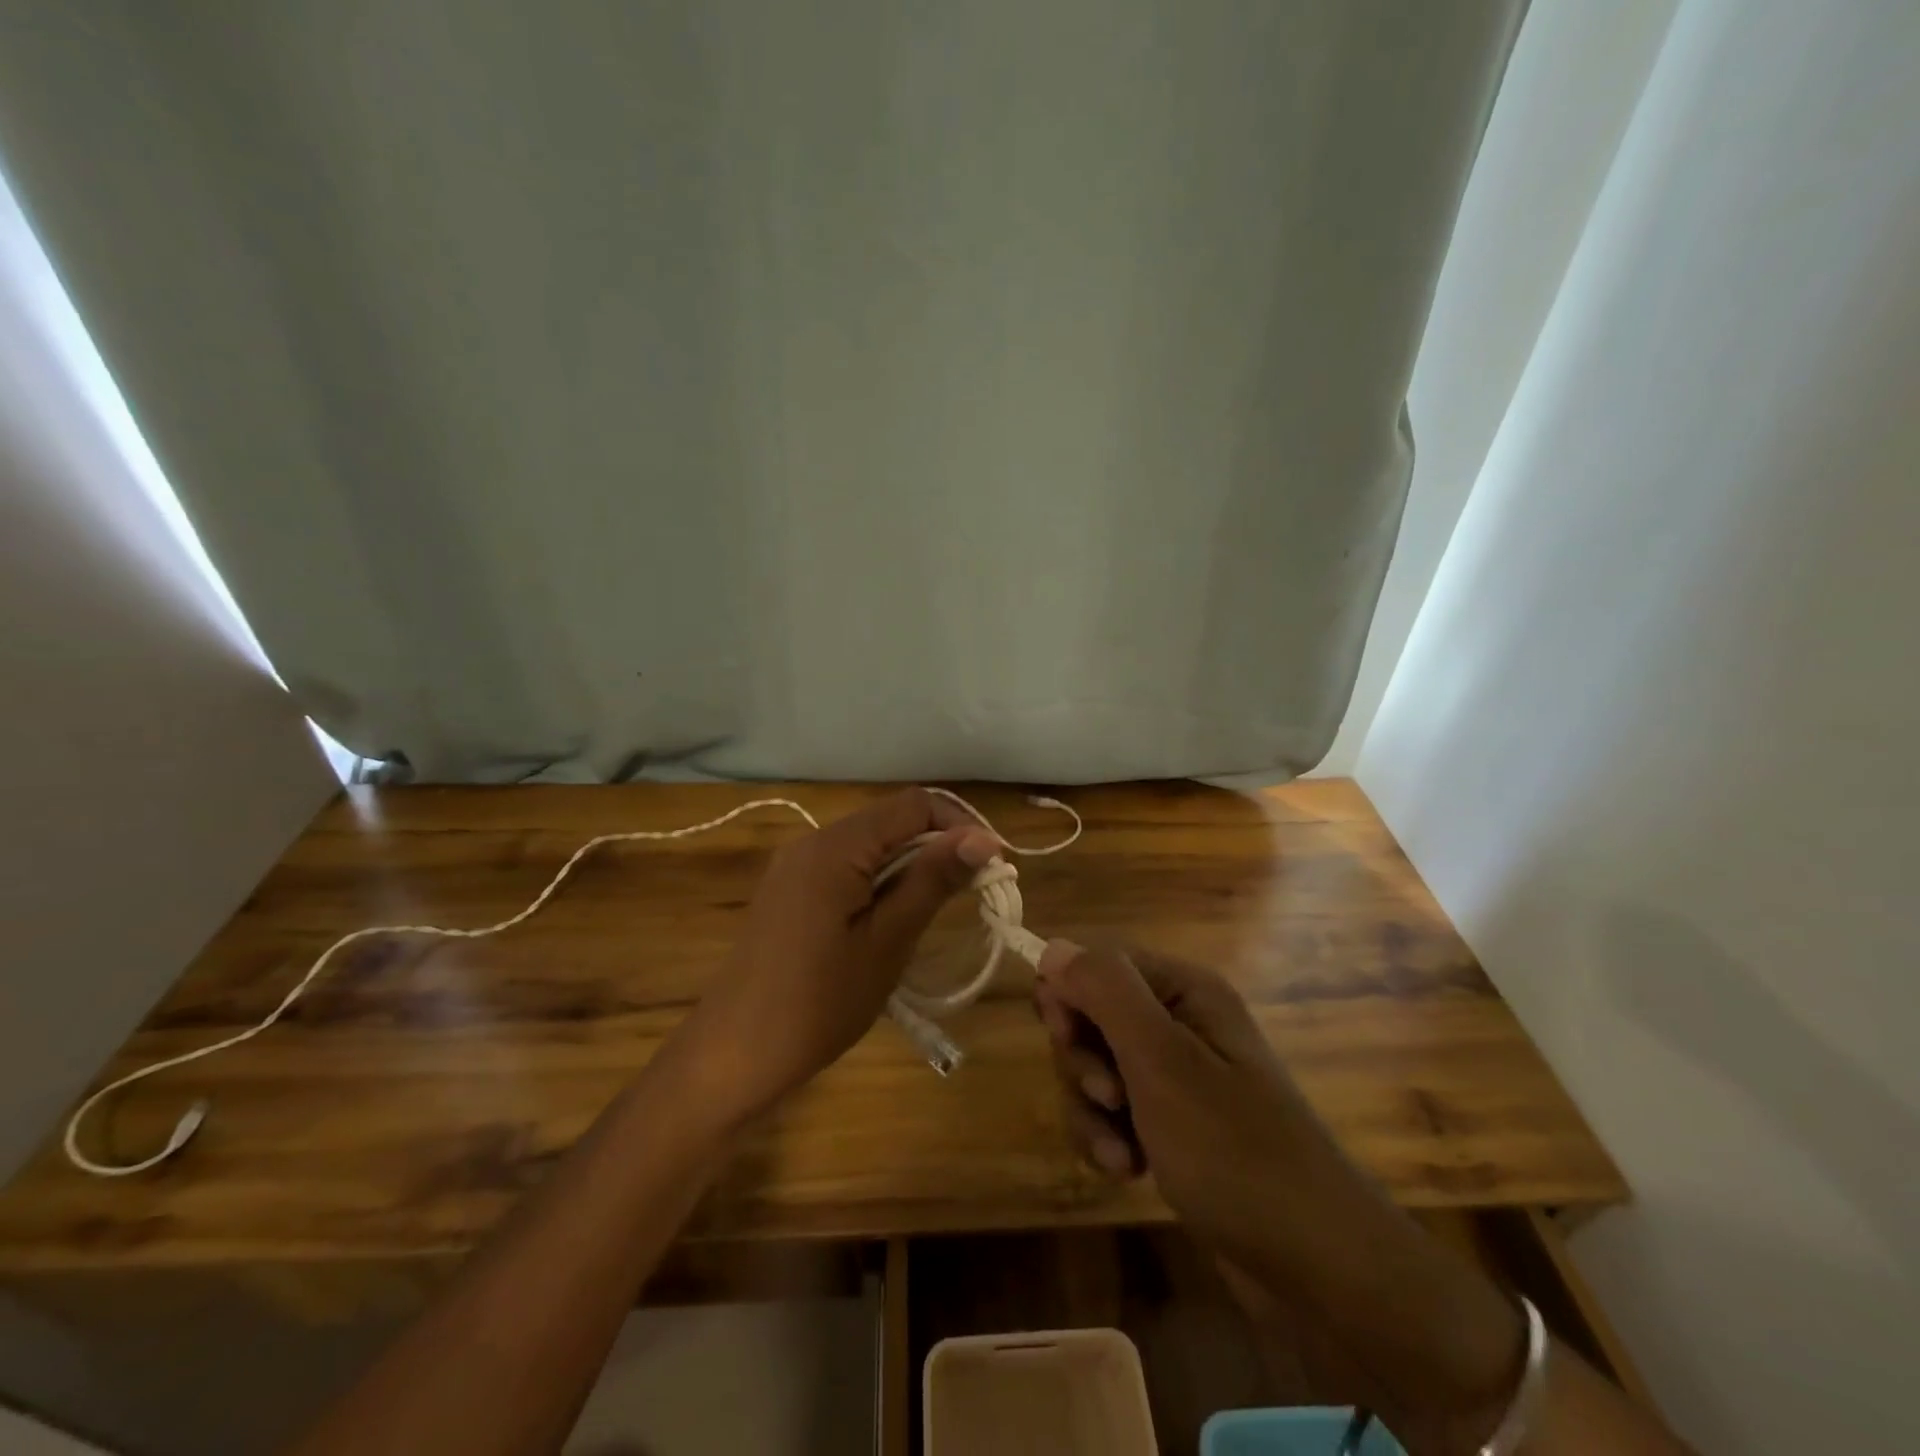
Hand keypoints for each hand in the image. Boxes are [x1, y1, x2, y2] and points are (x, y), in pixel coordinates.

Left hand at [665, 790, 998, 1125]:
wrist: (733, 1054)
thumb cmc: (818, 1001)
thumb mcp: (887, 941)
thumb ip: (932, 880)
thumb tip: (982, 837)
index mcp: (836, 846)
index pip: (914, 805)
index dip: (960, 826)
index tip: (992, 867)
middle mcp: (813, 841)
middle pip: (891, 820)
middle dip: (938, 846)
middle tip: (973, 892)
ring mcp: (796, 866)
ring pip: (870, 845)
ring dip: (911, 866)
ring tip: (939, 909)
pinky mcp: (790, 891)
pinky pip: (847, 867)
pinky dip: (881, 882)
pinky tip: (893, 919)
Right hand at [1035, 942, 1526, 1452]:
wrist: (1318, 1264)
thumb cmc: (1235, 1150)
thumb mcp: (1161, 1061)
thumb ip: (1105, 993)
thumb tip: (1053, 945)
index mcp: (1184, 989)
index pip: (1096, 964)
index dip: (1068, 998)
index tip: (1065, 1039)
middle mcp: (1180, 1021)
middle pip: (1091, 1018)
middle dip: (1083, 1064)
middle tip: (1110, 1101)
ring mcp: (1178, 1075)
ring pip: (1096, 1070)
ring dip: (1092, 1112)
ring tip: (1121, 1156)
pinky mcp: (1174, 1123)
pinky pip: (1115, 1113)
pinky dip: (1109, 1138)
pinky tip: (1129, 1171)